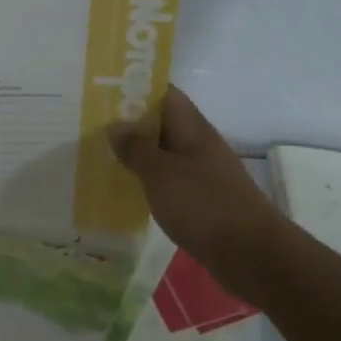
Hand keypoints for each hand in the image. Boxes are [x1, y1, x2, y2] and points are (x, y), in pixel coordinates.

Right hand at [110, 86, 286, 276]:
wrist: (251, 254)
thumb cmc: (203, 204)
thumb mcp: (160, 173)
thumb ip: (136, 147)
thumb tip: (116, 125)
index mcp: (191, 127)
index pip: (164, 93)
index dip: (135, 87)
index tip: (103, 90)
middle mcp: (198, 144)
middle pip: (161, 123)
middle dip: (129, 122)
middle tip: (90, 125)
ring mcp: (202, 172)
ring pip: (164, 153)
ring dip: (137, 154)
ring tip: (100, 155)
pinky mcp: (201, 199)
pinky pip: (169, 180)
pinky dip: (149, 180)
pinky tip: (126, 189)